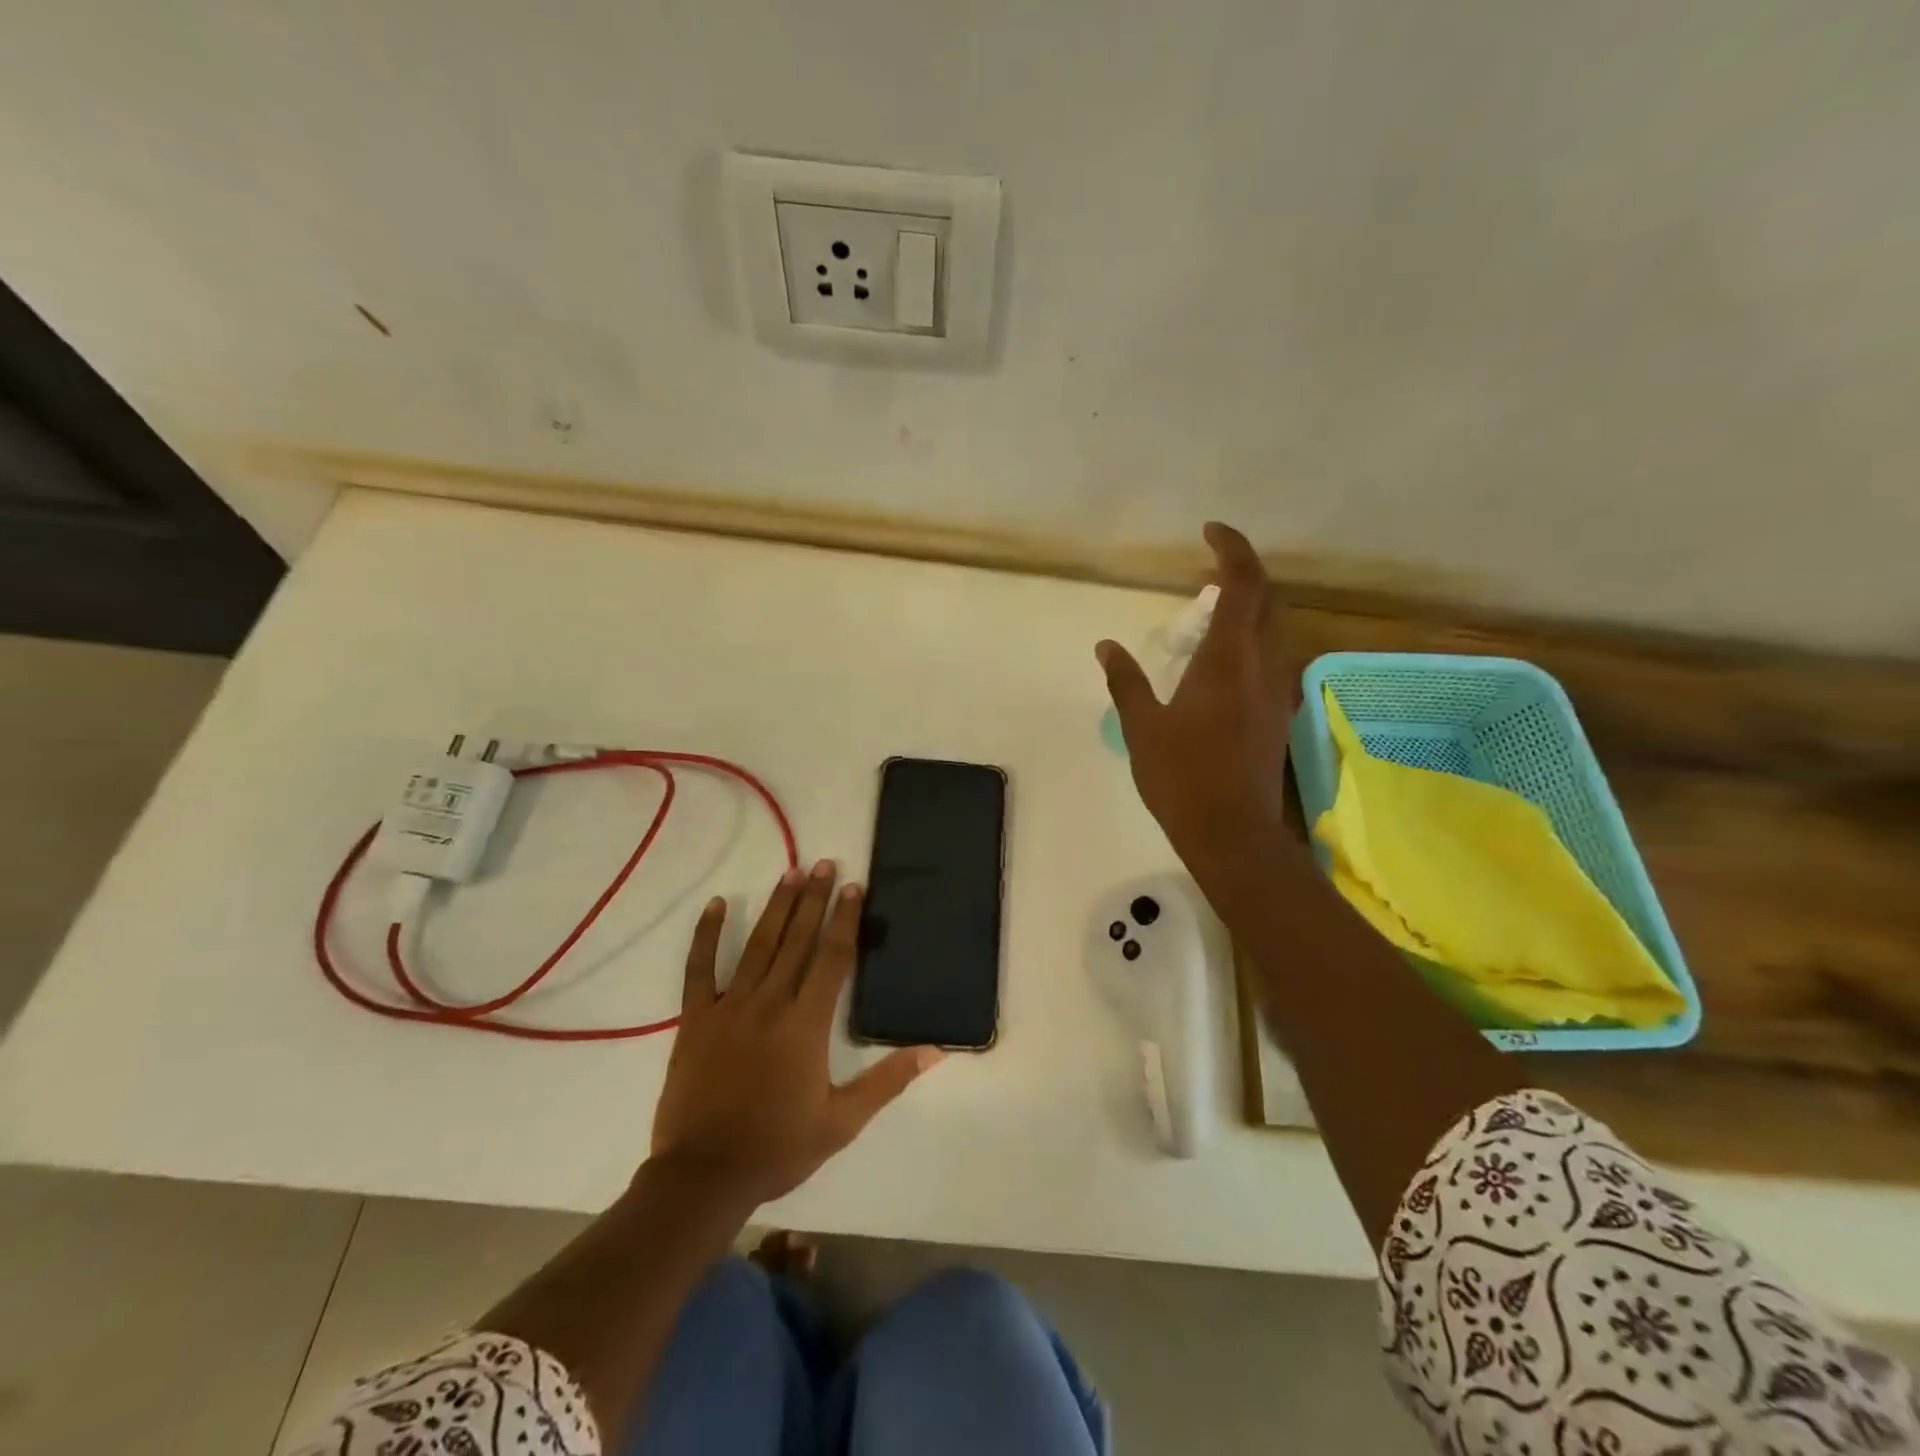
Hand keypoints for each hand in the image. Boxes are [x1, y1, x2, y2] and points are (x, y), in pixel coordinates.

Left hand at [649, 861, 942, 1204]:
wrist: (704, 1176)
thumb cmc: (778, 1147)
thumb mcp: (843, 1121)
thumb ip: (888, 1080)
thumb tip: (935, 1050)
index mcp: (806, 1024)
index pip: (831, 958)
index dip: (844, 919)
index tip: (852, 886)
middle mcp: (770, 1004)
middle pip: (797, 940)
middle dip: (813, 899)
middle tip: (824, 863)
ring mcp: (730, 1007)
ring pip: (758, 945)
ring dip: (777, 907)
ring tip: (791, 872)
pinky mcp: (696, 1019)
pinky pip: (700, 969)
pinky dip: (708, 935)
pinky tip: (718, 905)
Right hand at [1097, 522, 1296, 874]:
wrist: (1232, 832)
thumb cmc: (1182, 777)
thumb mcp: (1142, 727)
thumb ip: (1126, 680)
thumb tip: (1106, 645)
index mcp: (1227, 661)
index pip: (1244, 585)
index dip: (1233, 550)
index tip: (1210, 531)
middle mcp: (1262, 666)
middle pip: (1270, 600)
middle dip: (1246, 574)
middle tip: (1209, 571)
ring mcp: (1276, 691)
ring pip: (1278, 629)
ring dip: (1253, 607)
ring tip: (1213, 611)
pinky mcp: (1279, 714)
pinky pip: (1274, 658)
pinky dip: (1255, 639)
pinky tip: (1226, 660)